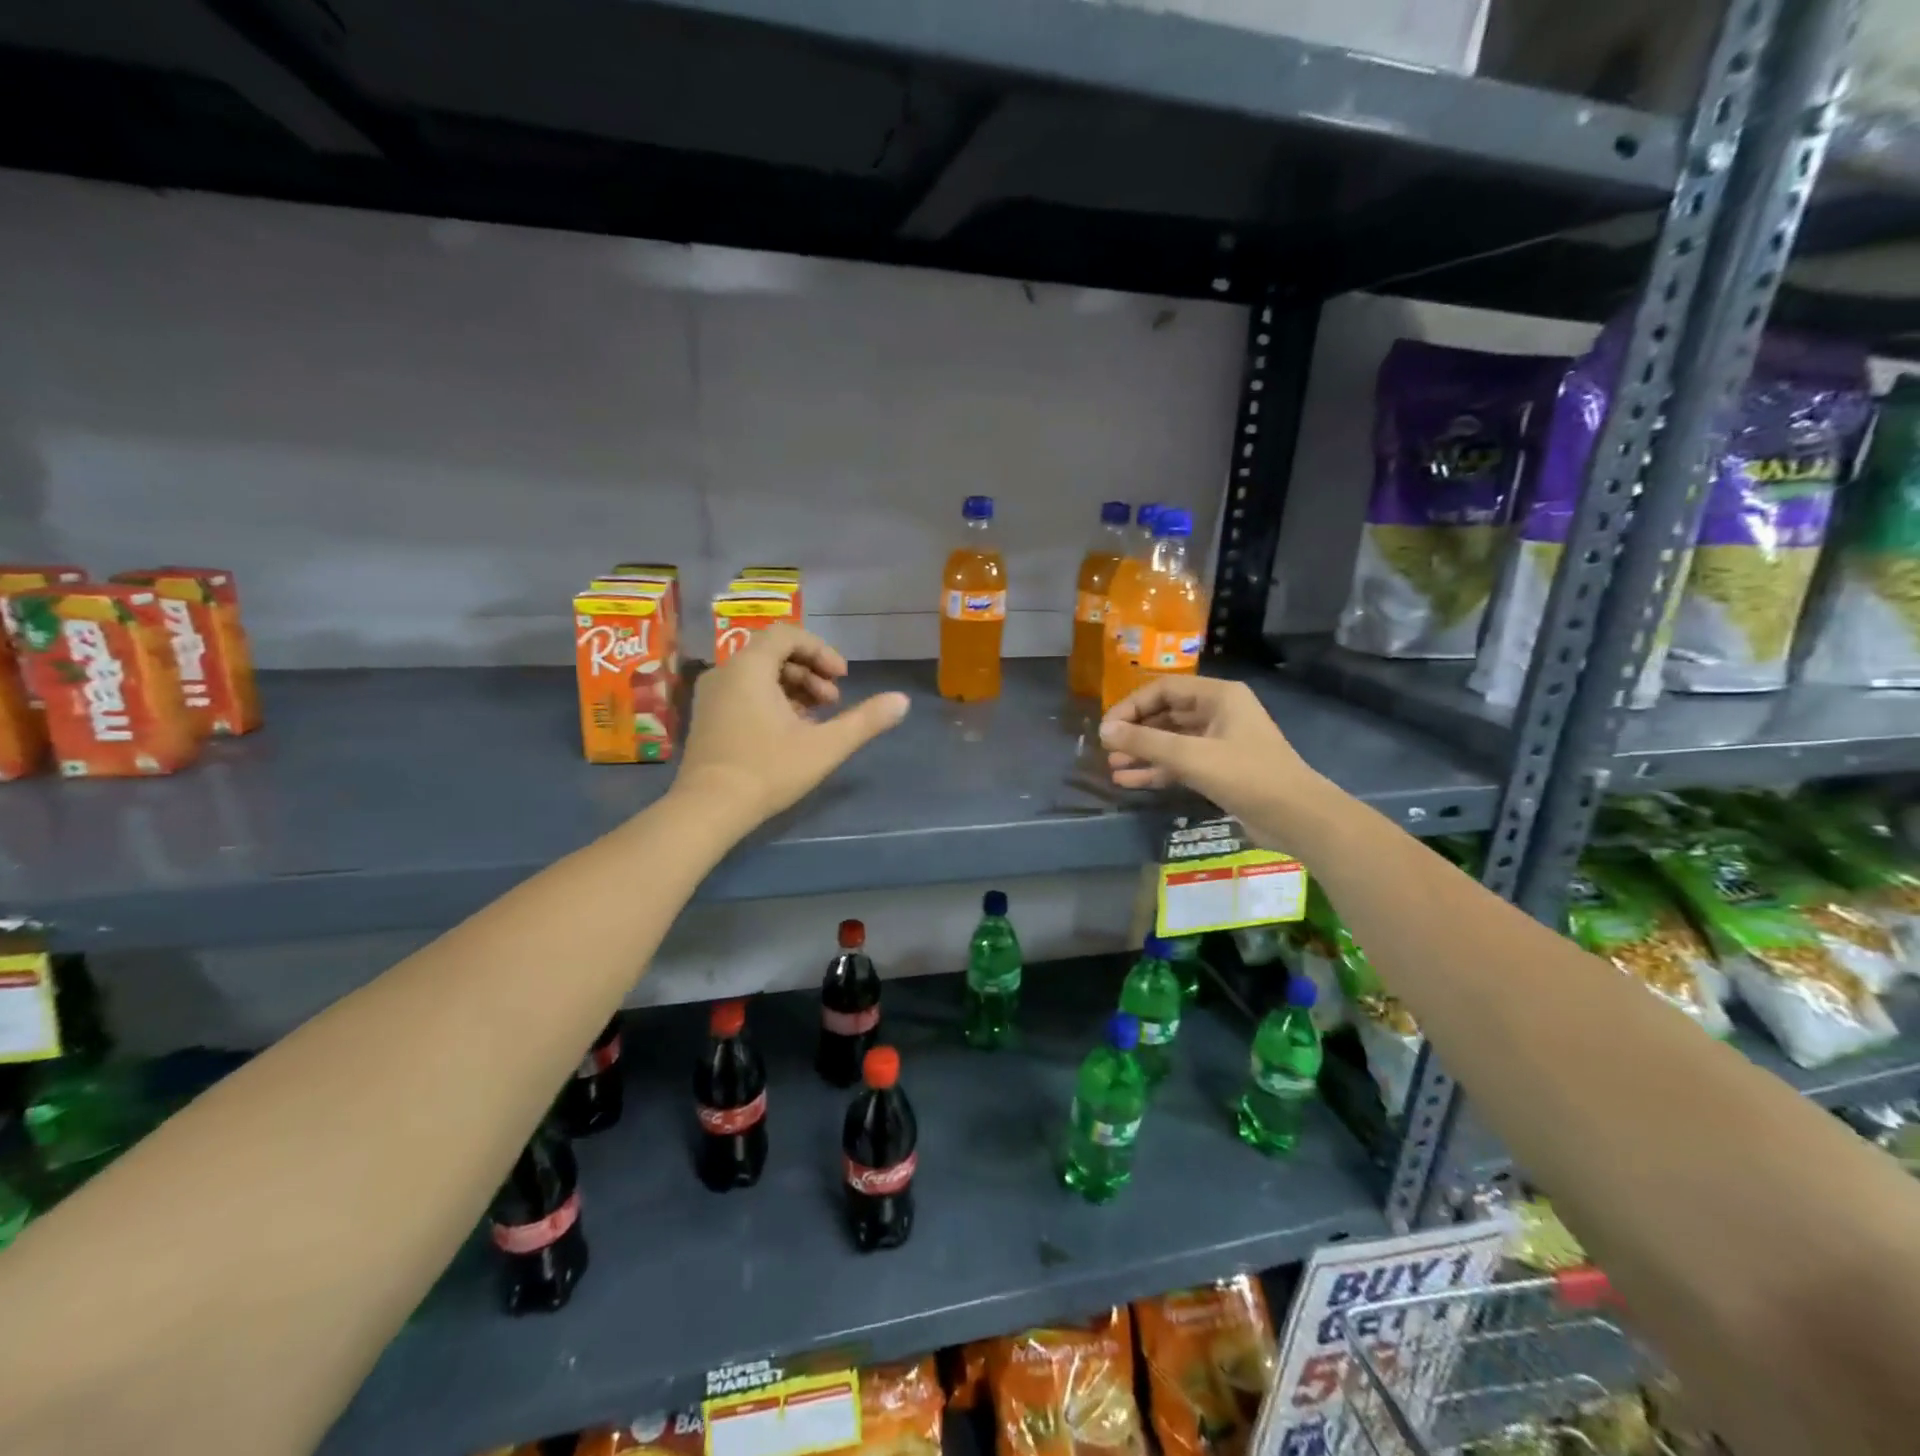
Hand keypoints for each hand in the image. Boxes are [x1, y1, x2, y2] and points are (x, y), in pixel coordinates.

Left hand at [674, 625, 908, 826]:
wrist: (708, 809)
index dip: (821, 651)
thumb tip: (902, 701)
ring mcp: (711, 695)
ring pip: (759, 674)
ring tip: (816, 719)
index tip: (843, 678)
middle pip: (774, 653)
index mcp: (749, 667)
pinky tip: (790, 731)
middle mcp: (725, 671)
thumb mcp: (825, 746)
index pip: (788, 634)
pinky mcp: (707, 716)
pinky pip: (744, 692)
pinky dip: (771, 700)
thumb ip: (865, 720)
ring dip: (793, 688)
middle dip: (810, 672)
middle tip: (833, 702)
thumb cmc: (768, 770)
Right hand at [1099, 676, 1319, 842]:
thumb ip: (1146, 742)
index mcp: (1219, 696)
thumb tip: (1105, 730)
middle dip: (1135, 731)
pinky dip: (1157, 770)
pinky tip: (1130, 781)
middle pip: (1166, 714)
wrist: (1296, 818)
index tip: (1107, 728)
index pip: (1163, 690)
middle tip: (1107, 748)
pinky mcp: (1220, 769)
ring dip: (1143, 752)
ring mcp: (1220, 742)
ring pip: (1172, 741)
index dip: (1131, 706)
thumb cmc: (1246, 776)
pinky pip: (1181, 763)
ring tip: (1113, 766)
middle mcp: (1219, 713)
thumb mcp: (1191, 756)